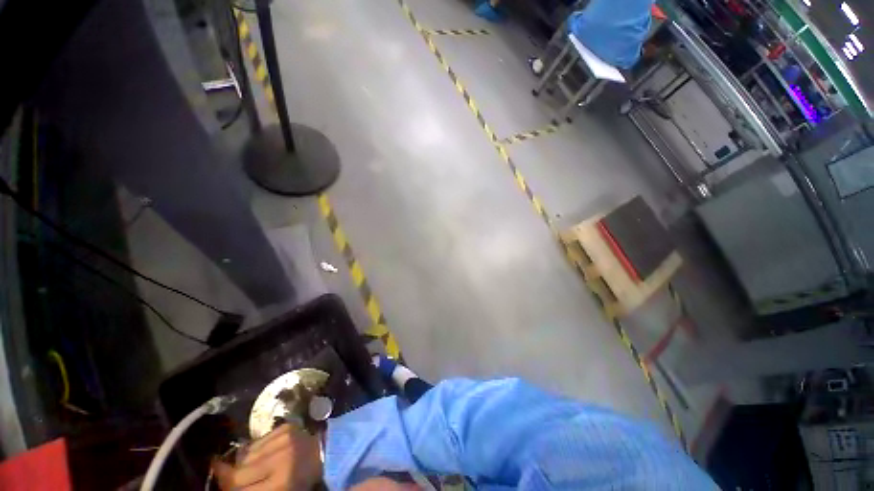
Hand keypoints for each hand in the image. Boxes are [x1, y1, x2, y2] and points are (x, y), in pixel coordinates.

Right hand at [212, 424, 322, 489]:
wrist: (324, 455)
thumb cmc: (299, 481)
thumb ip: (247, 488)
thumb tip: (218, 471)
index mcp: (282, 483)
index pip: (239, 489)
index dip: (228, 488)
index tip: (224, 487)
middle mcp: (282, 458)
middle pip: (239, 474)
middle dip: (234, 479)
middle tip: (237, 481)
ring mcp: (285, 439)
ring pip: (245, 456)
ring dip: (244, 464)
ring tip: (255, 468)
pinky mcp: (286, 427)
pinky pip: (257, 442)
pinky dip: (255, 450)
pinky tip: (263, 455)